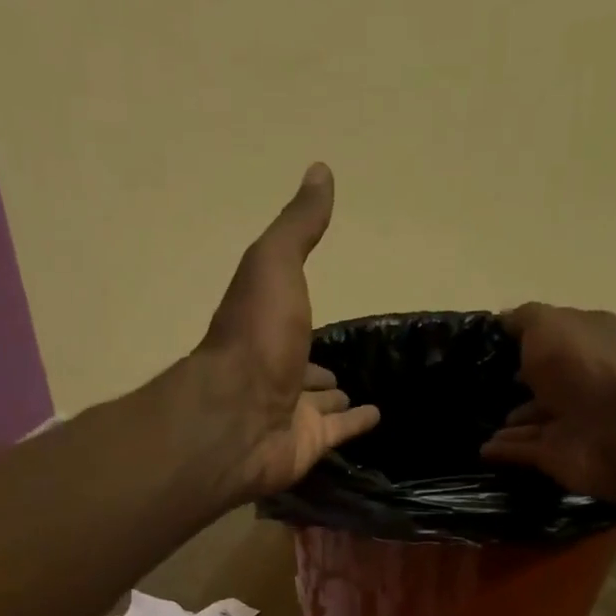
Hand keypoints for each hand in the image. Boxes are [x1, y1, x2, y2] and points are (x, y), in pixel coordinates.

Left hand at [194, 164, 379, 499]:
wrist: (237, 416)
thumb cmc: (255, 337)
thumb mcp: (275, 265)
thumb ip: (298, 226)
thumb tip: (320, 171)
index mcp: (264, 329)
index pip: (290, 322)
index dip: (305, 316)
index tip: (328, 312)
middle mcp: (274, 372)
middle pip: (302, 368)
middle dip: (319, 368)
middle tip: (344, 368)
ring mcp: (290, 413)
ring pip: (318, 405)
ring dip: (334, 398)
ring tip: (360, 392)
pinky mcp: (307, 445)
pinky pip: (338, 433)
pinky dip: (356, 425)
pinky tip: (378, 417)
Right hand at [482, 303, 615, 509]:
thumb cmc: (586, 366)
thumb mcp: (549, 325)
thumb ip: (524, 320)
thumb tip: (503, 320)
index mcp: (586, 341)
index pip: (552, 337)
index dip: (522, 339)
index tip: (484, 345)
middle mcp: (581, 379)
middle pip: (543, 381)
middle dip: (515, 383)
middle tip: (476, 387)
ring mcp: (571, 420)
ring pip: (533, 419)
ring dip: (509, 422)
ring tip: (471, 421)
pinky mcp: (559, 455)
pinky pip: (524, 451)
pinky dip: (504, 450)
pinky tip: (479, 449)